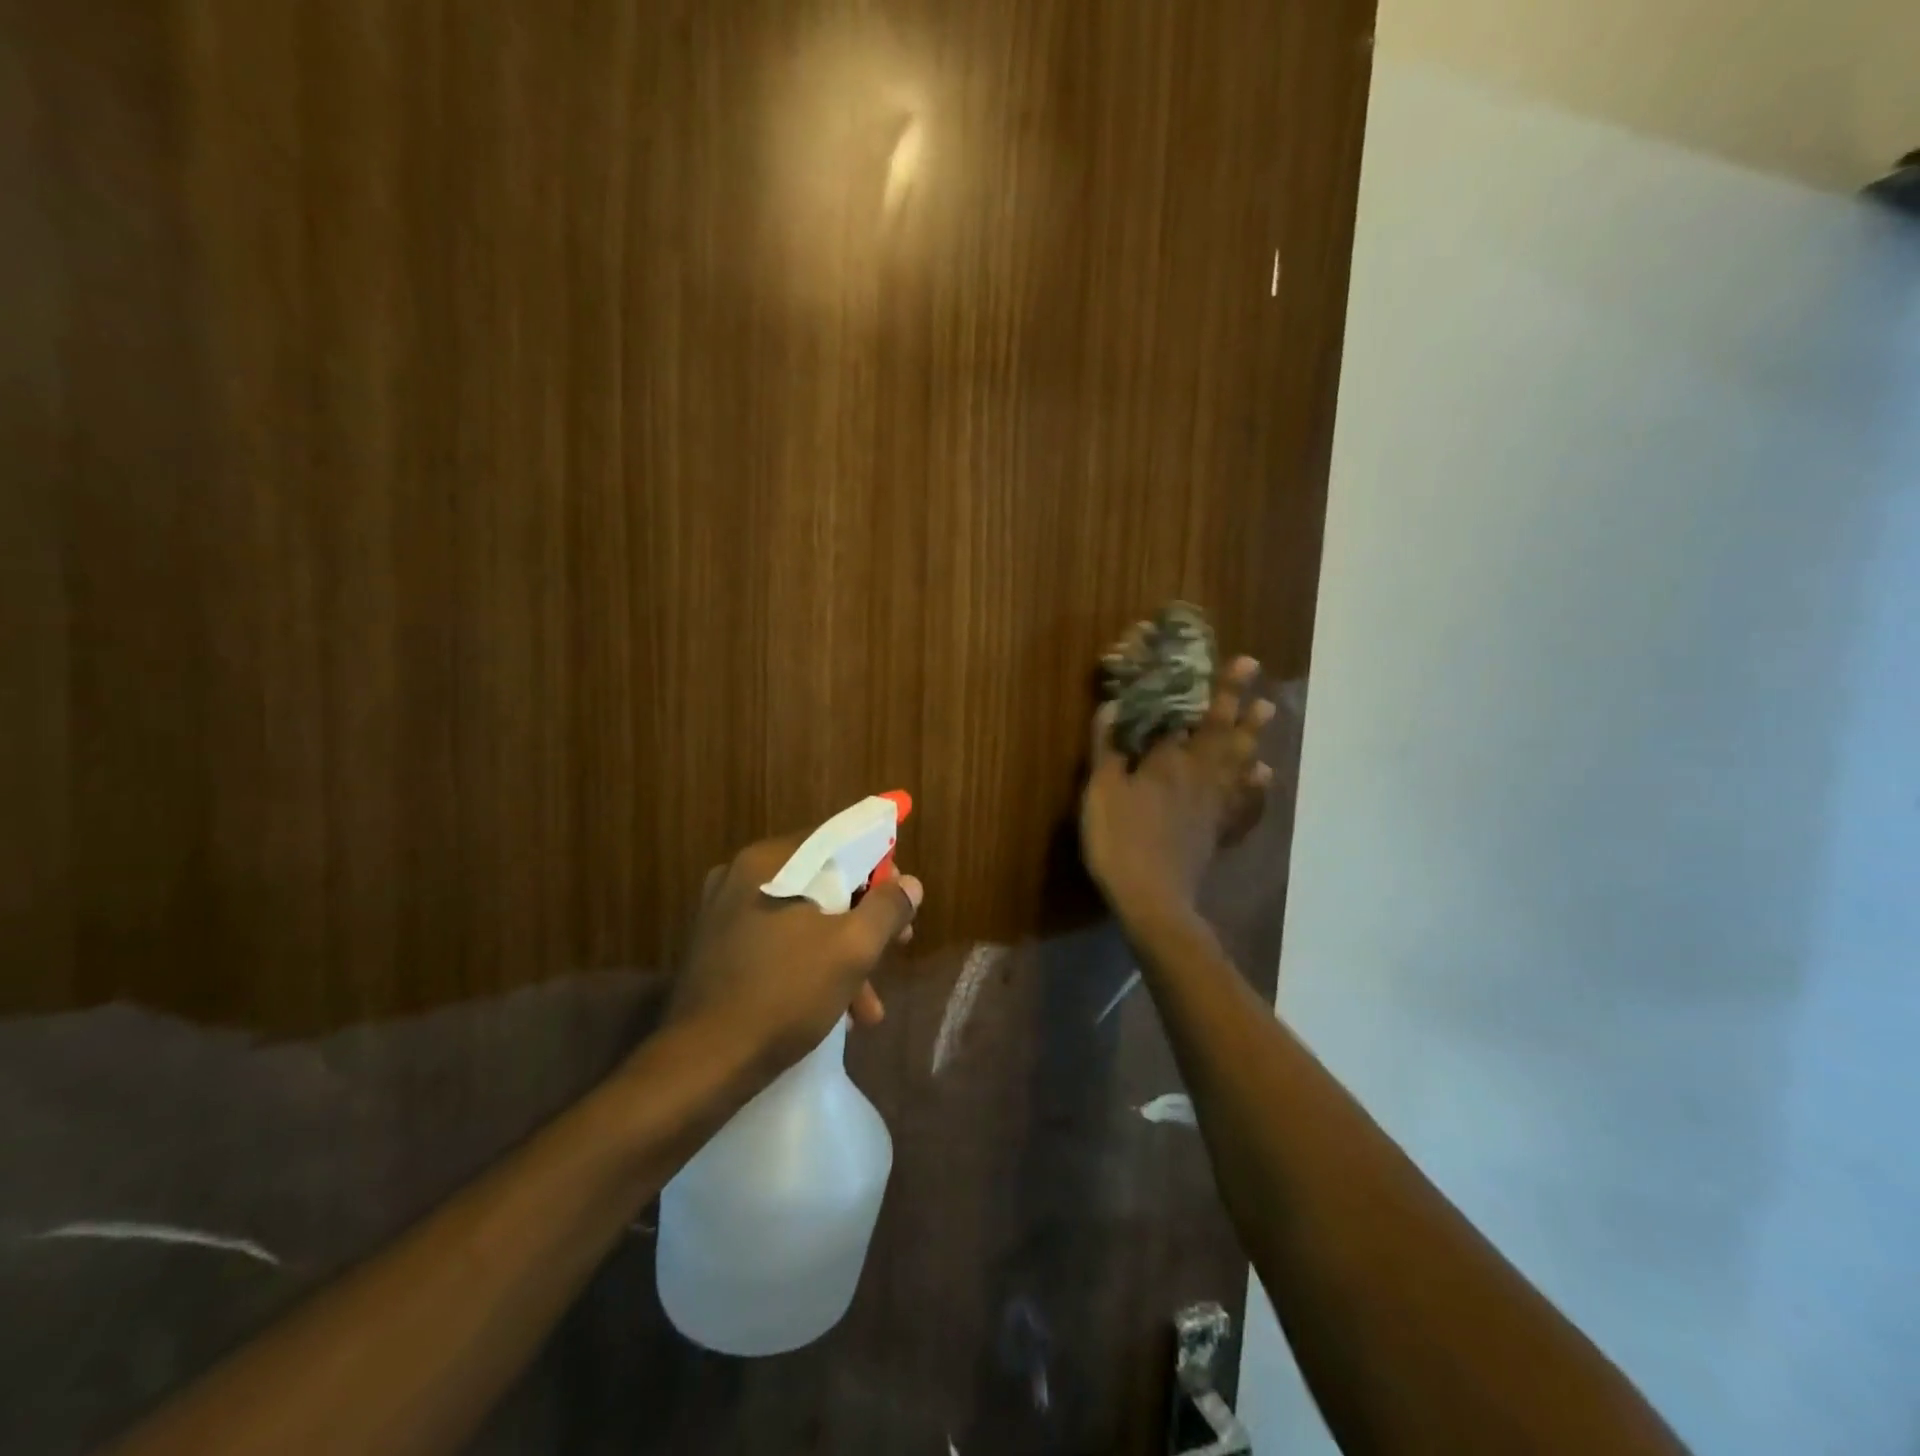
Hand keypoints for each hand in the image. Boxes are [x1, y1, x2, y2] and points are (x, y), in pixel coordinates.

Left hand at [664, 831, 923, 1077]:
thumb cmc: (784, 995)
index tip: (901, 901)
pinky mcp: (718, 949)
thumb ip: (887, 909)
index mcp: (769, 862)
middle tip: (896, 946)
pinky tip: (835, 1010)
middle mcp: (741, 876)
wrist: (701, 1065)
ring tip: (868, 1006)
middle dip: (864, 919)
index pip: (838, 840)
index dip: (879, 866)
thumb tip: (910, 884)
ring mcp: (724, 913)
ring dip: (842, 953)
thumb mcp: (852, 950)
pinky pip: (778, 941)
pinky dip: (810, 964)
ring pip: (803, 918)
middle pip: (823, 882)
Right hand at [1081, 654, 1273, 920]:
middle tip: (1257, 674)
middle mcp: (1199, 776)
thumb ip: (1107, 748)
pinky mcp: (1218, 831)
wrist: (1152, 897)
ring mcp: (1214, 805)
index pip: (1194, 717)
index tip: (1239, 662)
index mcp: (1170, 761)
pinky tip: (1264, 777)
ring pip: (1239, 762)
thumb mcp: (1101, 791)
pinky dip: (1256, 788)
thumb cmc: (1120, 839)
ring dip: (1253, 735)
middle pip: (1224, 733)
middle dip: (1239, 702)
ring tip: (1267, 711)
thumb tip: (1110, 708)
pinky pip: (1244, 804)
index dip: (1217, 689)